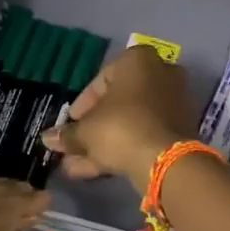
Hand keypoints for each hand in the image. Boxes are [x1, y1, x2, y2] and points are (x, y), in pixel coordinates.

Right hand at [42, 44, 197, 193]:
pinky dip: (124, 148)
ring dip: (104, 143)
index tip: (71, 123)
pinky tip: (97, 170)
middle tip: (74, 146)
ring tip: (77, 166)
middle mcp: (161, 74)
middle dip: (94, 128)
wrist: (165, 160)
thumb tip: (47, 138)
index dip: (82, 105)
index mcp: (138, 60)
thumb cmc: (120, 128)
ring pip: (131, 122)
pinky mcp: (181, 129)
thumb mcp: (86, 131)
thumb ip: (67, 134)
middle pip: (119, 103)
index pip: (102, 79)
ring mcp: (175, 102)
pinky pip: (145, 134)